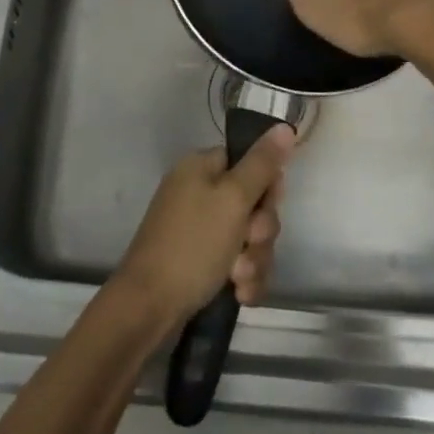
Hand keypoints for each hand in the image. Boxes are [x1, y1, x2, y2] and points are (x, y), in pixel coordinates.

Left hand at [114, 125, 294, 329]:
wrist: (149, 307)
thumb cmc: (193, 244)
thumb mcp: (233, 199)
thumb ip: (262, 164)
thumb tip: (283, 126)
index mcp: (201, 167)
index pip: (249, 162)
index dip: (266, 186)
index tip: (269, 205)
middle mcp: (200, 192)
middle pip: (253, 202)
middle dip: (260, 231)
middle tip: (249, 243)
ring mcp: (200, 229)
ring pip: (250, 237)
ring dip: (254, 259)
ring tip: (239, 278)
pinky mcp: (202, 262)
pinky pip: (238, 262)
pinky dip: (243, 277)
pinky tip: (239, 294)